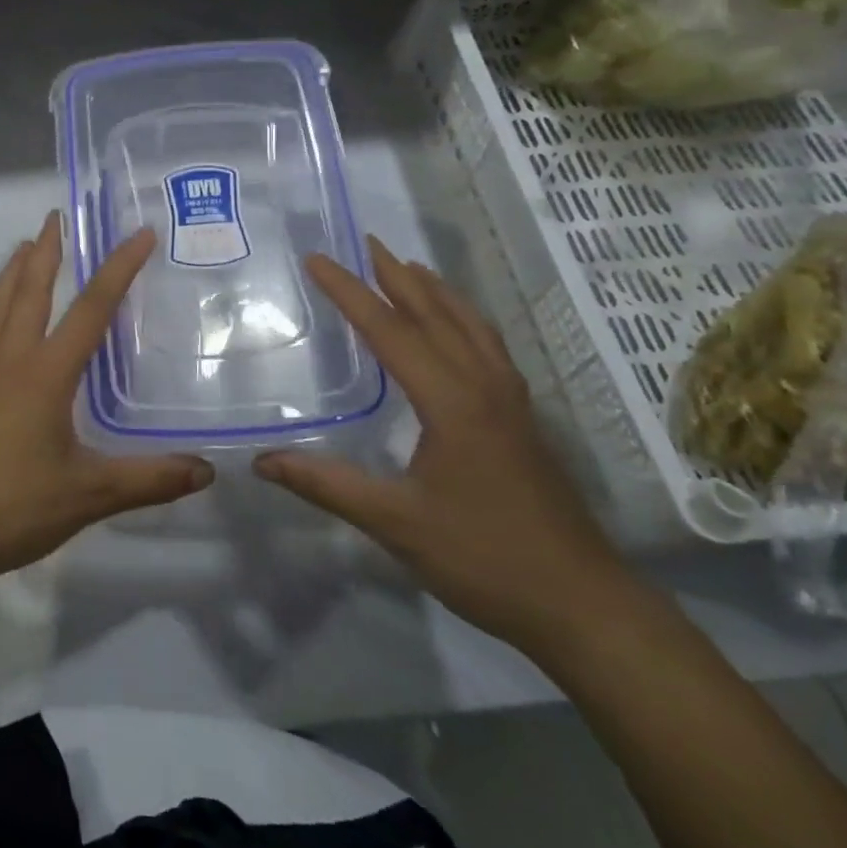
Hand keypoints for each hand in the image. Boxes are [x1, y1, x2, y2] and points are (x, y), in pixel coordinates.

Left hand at [0, 213, 214, 586]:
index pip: (90, 309)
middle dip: (47, 251)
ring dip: (13, 273)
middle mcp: (10, 361)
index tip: (140, 234)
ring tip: (24, 248)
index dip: (118, 269)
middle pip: (29, 292)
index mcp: (45, 373)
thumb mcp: (89, 494)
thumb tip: (207, 470)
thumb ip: (149, 480)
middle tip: (56, 216)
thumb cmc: (12, 506)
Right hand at [254, 238, 642, 657]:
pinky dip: (463, 320)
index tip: (317, 259)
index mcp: (451, 401)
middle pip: (435, 315)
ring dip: (435, 292)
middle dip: (395, 275)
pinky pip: (487, 348)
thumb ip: (326, 485)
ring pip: (469, 327)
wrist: (584, 606)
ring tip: (409, 267)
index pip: (389, 331)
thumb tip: (262, 460)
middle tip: (366, 242)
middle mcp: (483, 387)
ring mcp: (510, 403)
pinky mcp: (523, 421)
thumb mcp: (395, 522)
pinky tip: (457, 329)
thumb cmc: (485, 558)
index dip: (349, 292)